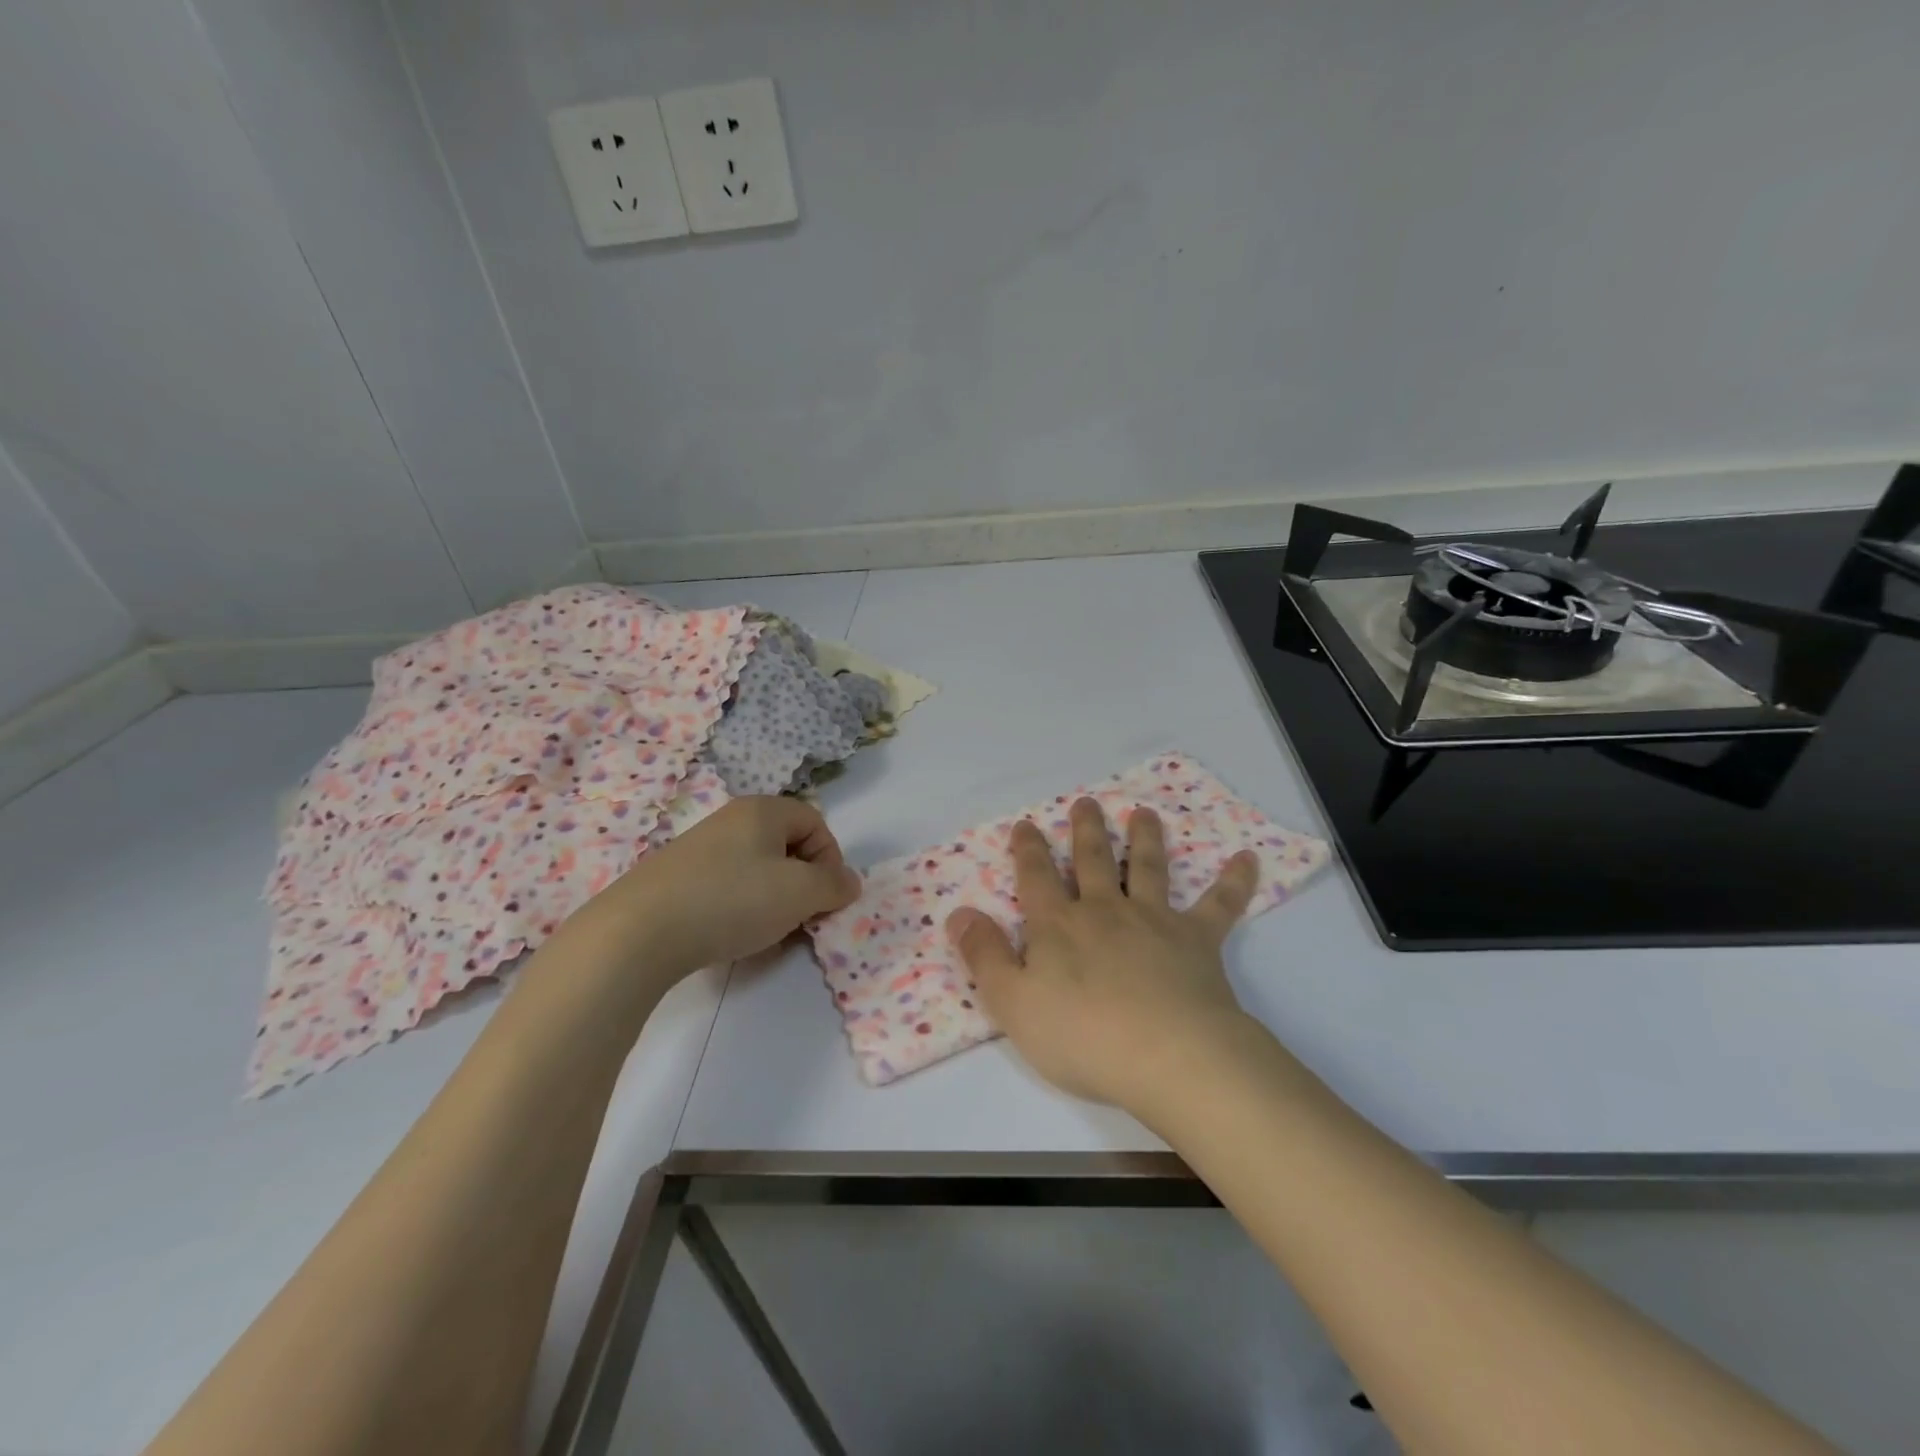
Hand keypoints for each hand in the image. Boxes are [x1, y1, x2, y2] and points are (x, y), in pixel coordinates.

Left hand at [565, 796, 861, 996]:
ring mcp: (698, 849)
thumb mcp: (800, 893)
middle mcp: (730, 820)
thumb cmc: (732, 900)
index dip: (830, 858)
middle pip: (785, 846)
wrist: (638, 933)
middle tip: (799, 917)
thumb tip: (848, 882)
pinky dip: (738, 910)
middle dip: (802, 883)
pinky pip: (725, 888)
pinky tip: (730, 936)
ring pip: (755, 870)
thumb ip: (834, 885)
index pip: (815, 822)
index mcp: (762, 811)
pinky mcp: (674, 879)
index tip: (825, 896)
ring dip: (772, 900)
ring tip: (765, 933)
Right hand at [945, 798, 1261, 1118]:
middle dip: (1086, 830)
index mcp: (1059, 926)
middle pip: (1092, 861)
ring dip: (1144, 839)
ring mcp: (1154, 921)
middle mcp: (1104, 911)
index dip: (1028, 850)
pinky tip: (1247, 858)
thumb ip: (984, 956)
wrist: (1167, 1057)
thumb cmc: (1082, 1036)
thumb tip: (959, 913)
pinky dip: (1233, 881)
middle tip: (1087, 802)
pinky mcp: (1197, 941)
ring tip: (1144, 813)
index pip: (1036, 877)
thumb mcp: (1013, 1003)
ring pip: (1146, 869)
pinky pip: (1218, 905)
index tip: (1026, 825)